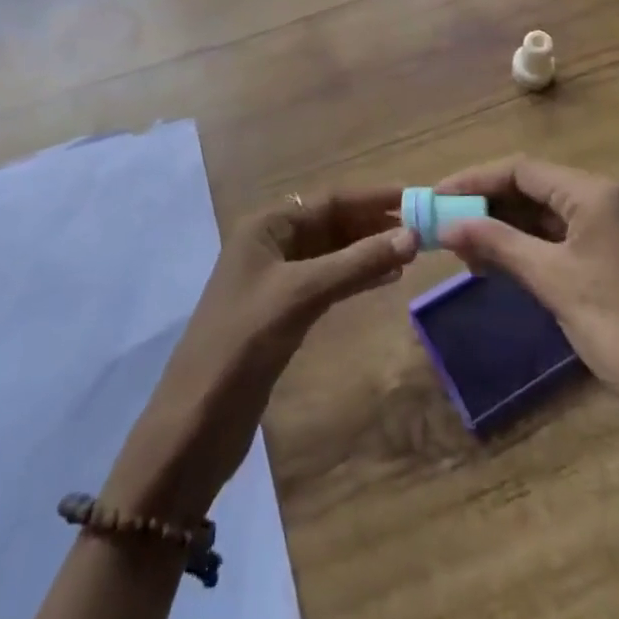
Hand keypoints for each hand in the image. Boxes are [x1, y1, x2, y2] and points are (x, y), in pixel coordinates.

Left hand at [103, 190, 417, 521]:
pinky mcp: (282, 311)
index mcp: (266, 225)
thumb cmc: (244, 342)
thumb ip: (356, 264)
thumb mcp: (302, 295)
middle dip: (372, 224)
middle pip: (330, 223)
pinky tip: (385, 280)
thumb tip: (411, 236)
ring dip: (367, 251)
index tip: (414, 197)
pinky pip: (327, 280)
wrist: (196, 421)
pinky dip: (355, 277)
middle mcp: (270, 243)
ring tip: (411, 253)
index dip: (372, 198)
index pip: (328, 200)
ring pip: (331, 253)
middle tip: (422, 228)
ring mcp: (275, 278)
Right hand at [435, 157, 618, 414]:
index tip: (438, 196)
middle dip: (491, 206)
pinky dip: (536, 244)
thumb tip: (447, 225)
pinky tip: (507, 262)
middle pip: (537, 187)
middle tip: (450, 227)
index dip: (475, 180)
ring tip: (471, 251)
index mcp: (597, 193)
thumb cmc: (618, 327)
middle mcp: (612, 197)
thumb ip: (496, 243)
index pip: (523, 169)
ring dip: (510, 227)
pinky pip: (569, 234)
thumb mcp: (550, 280)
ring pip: (552, 212)